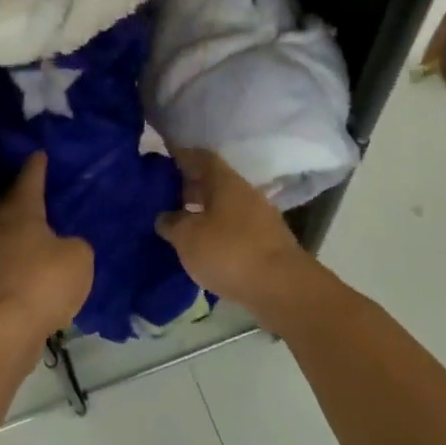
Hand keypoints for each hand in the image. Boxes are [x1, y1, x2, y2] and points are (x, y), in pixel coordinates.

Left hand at [0, 154, 93, 344]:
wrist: (8, 330)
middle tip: (45, 189)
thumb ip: (77, 244)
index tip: (40, 153)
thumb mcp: (79, 256)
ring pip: (10, 234)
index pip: (29, 180)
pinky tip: (41, 264)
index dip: (37, 167)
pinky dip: (25, 256)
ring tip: (47, 227)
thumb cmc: (45, 281)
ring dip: (26, 229)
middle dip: (27, 196)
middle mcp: (0, 229)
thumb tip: (66, 247)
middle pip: (13, 205)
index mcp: (21, 213)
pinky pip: (12, 260)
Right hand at [156, 149, 335, 334]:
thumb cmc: (229, 252)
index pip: (201, 157)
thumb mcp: (187, 237)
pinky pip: (234, 229)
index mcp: (225, 181)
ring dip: (202, 212)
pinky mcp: (266, 243)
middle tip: (163, 196)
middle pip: (213, 182)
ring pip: (224, 207)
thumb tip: (165, 217)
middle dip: (189, 187)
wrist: (282, 288)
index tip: (163, 159)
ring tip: (179, 225)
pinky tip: (202, 248)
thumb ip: (172, 223)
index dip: (181, 156)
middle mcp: (245, 193)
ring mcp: (259, 218)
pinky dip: (216, 233)